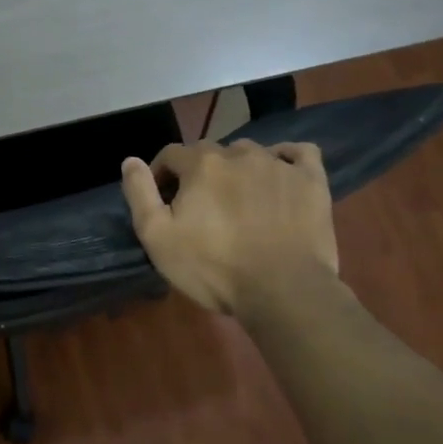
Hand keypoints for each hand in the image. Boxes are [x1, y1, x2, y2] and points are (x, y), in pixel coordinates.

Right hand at [120, 140, 337, 314]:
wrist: (283, 291)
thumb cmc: (214, 267)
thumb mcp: (158, 237)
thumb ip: (140, 194)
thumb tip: (130, 160)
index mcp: (201, 164)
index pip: (171, 154)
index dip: (161, 175)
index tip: (163, 201)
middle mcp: (240, 153)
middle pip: (211, 152)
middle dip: (199, 172)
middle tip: (200, 206)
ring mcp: (280, 165)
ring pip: (250, 152)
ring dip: (238, 168)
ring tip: (238, 199)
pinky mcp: (312, 181)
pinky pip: (299, 154)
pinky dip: (286, 158)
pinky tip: (280, 175)